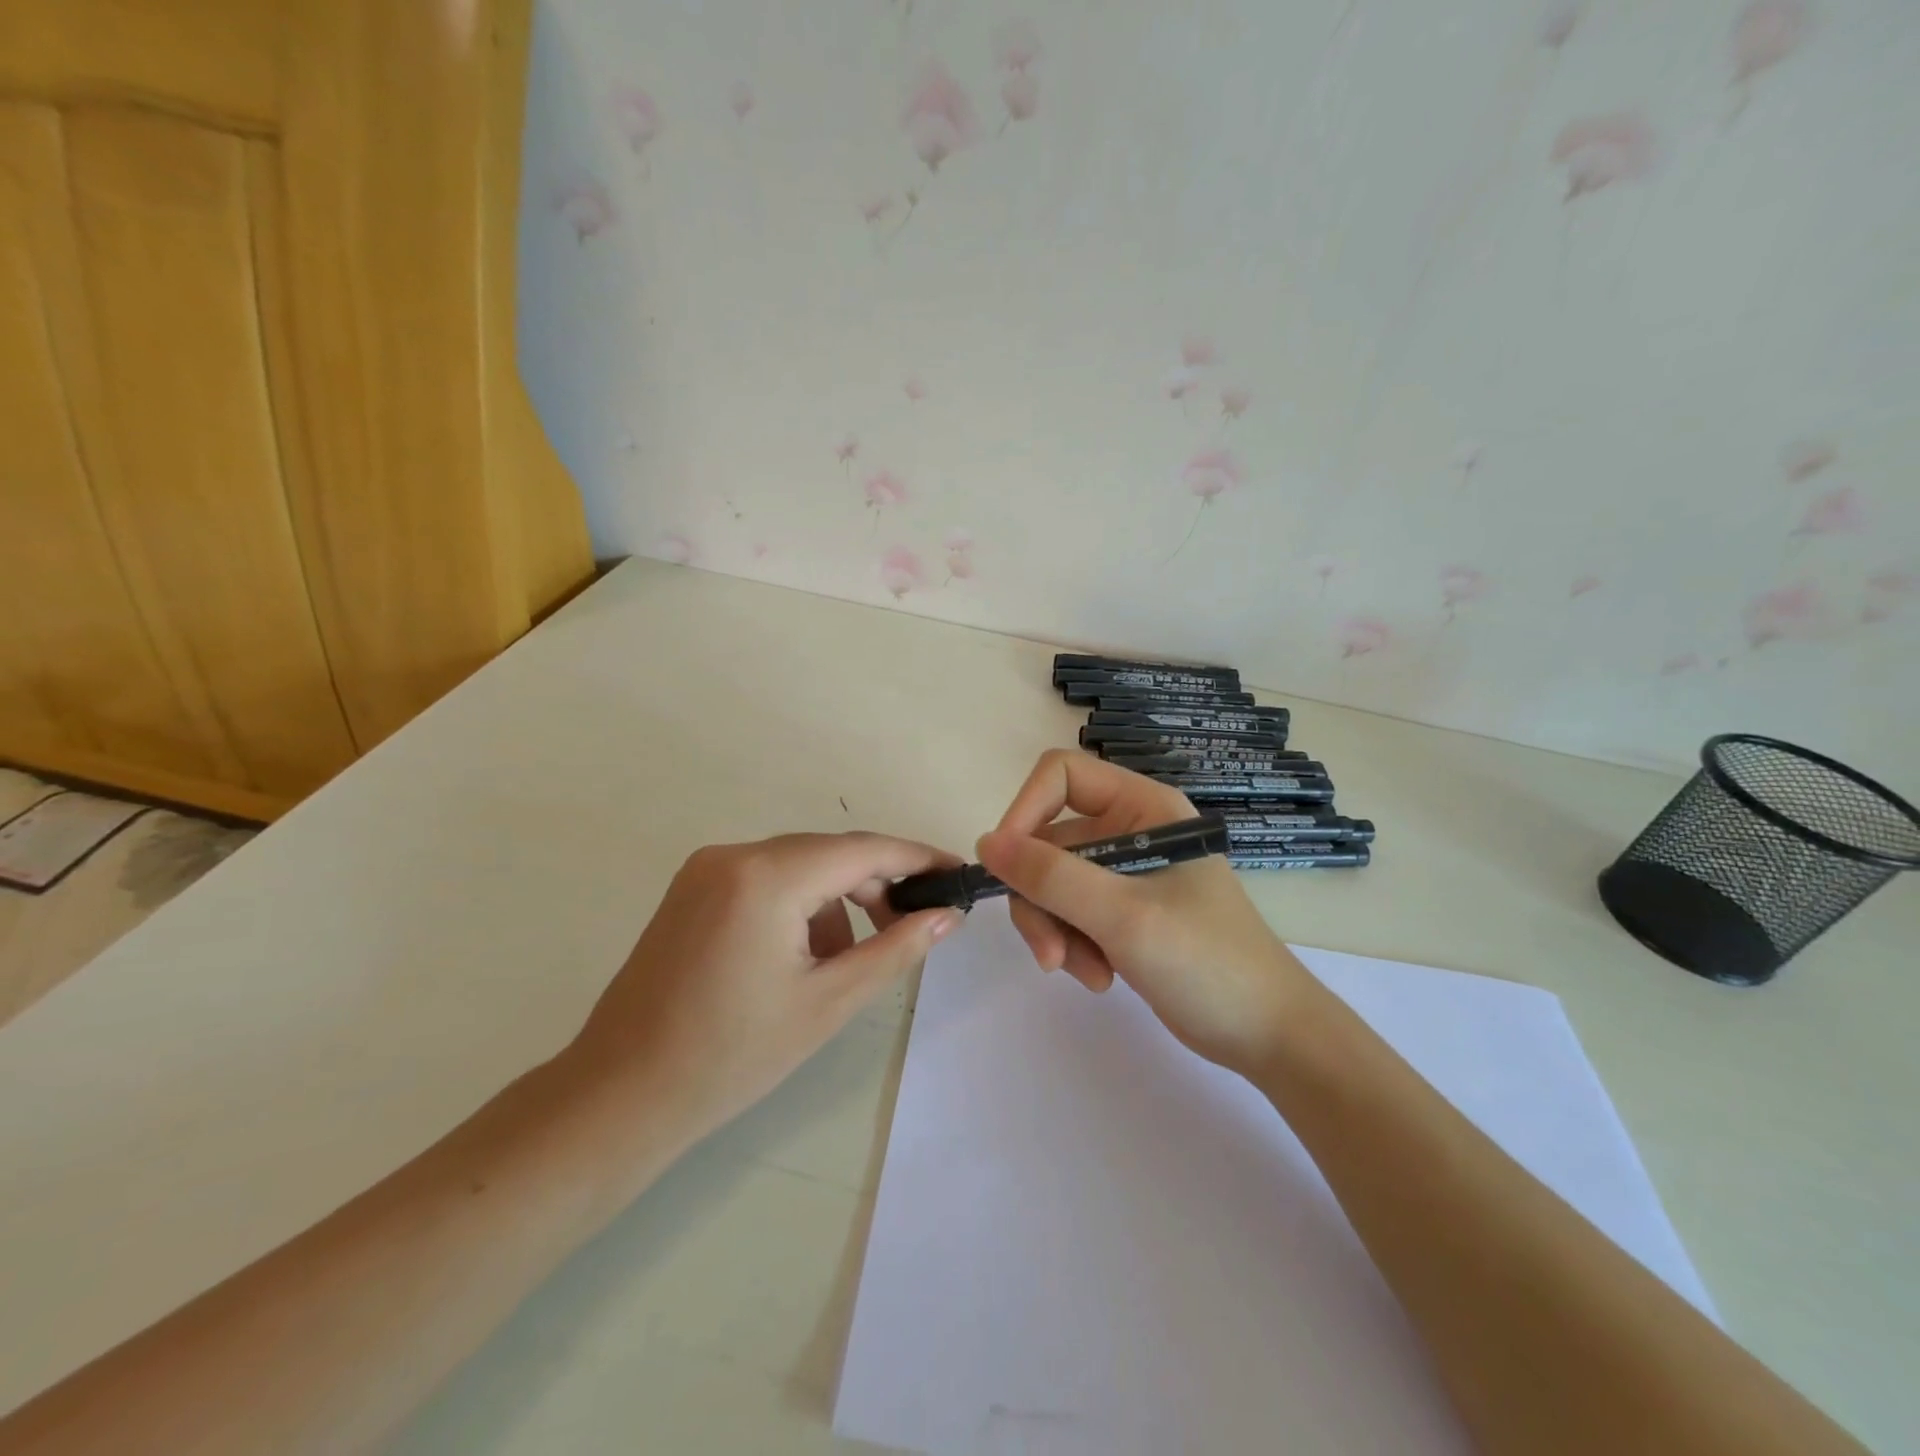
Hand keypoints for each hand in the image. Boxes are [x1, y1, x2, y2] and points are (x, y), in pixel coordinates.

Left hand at [565, 832, 962, 1146]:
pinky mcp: (693, 888)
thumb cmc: (731, 1056)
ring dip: (836, 899)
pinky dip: (799, 905)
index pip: (862, 850)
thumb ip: (895, 950)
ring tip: (849, 959)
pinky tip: (804, 955)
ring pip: (798, 866)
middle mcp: (734, 854)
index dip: (916, 858)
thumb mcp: (828, 1003)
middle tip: (912, 925)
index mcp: (766, 877)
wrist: (621, 1095)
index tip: (956, 872)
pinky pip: (766, 879)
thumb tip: (947, 915)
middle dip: (876, 884)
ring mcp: (707, 868)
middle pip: (829, 853)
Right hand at [976, 750, 1319, 1075]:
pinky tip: (1100, 976)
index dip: (1025, 812)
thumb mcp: (1123, 915)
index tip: (1006, 866)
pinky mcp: (1122, 912)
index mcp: (1142, 807)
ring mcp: (1125, 873)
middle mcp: (1130, 830)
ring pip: (1053, 883)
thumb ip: (1051, 876)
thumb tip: (985, 843)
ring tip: (1085, 972)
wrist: (1268, 1034)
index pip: (1061, 776)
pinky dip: (1074, 945)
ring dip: (1056, 930)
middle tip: (1050, 953)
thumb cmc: (1207, 961)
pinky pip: (1071, 913)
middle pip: (1049, 842)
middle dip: (1041, 899)